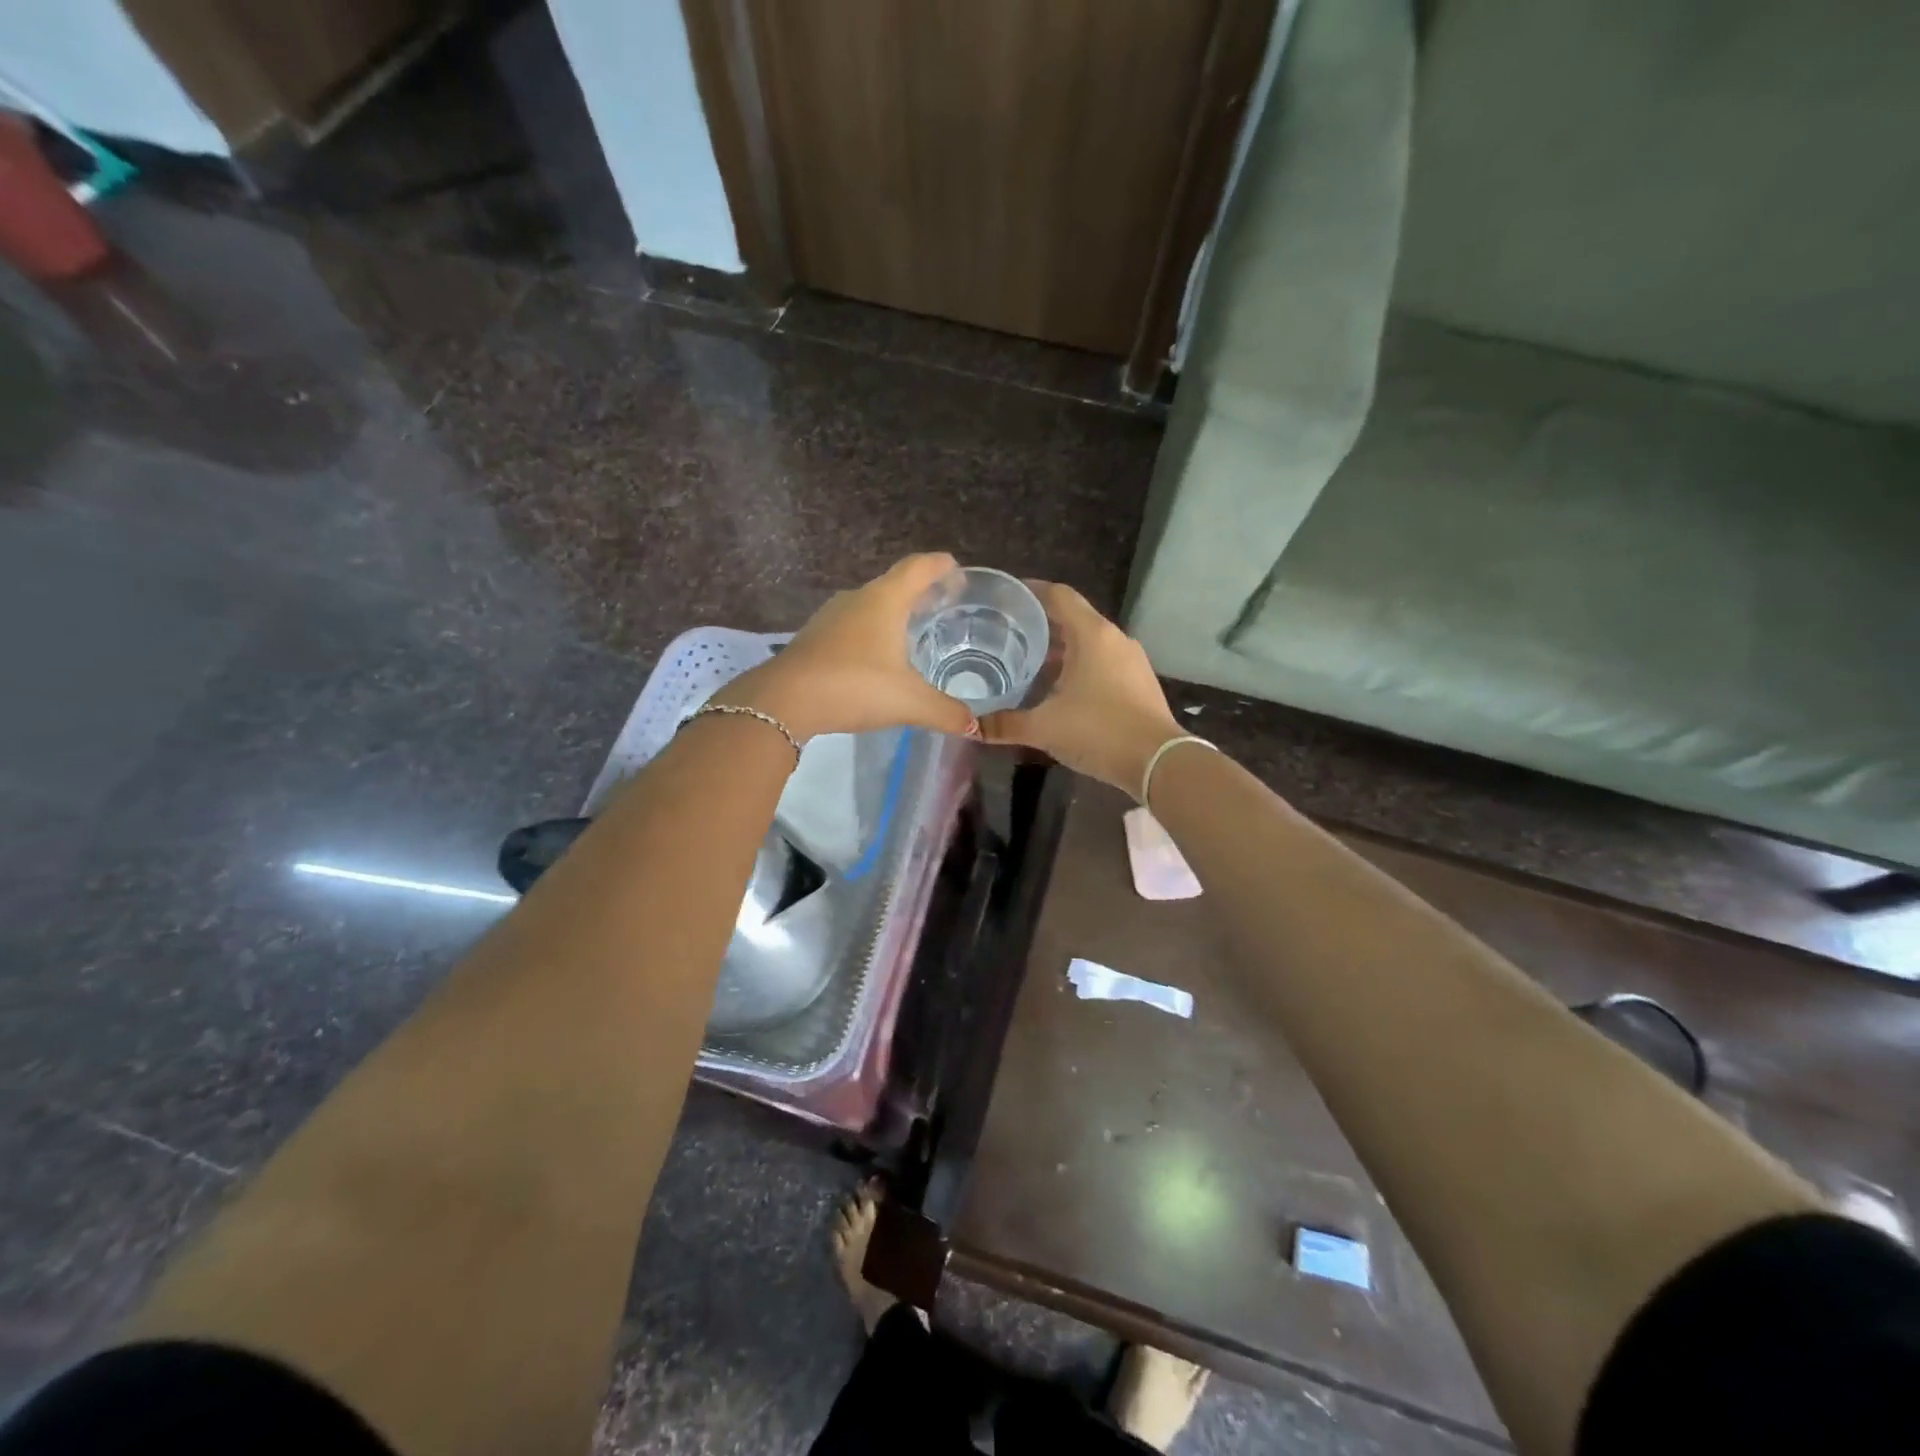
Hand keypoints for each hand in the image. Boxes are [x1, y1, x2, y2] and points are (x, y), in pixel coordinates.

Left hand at [715, 554, 979, 741]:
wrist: (784, 700)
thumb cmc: (854, 685)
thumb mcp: (909, 702)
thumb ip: (945, 711)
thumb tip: (973, 724)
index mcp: (885, 600)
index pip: (919, 568)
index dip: (941, 566)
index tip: (958, 572)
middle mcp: (858, 599)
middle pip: (895, 584)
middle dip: (921, 593)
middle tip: (943, 607)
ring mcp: (831, 617)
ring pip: (870, 606)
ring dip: (893, 614)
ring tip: (913, 633)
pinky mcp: (814, 637)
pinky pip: (852, 626)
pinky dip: (871, 633)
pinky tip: (877, 659)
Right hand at [978, 582, 1182, 796]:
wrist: (1158, 762)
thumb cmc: (1099, 731)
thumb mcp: (1044, 727)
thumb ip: (1004, 724)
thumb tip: (970, 726)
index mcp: (1091, 634)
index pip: (1058, 595)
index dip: (1029, 591)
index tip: (1003, 598)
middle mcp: (1113, 638)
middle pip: (1072, 618)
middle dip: (1039, 625)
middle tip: (1004, 635)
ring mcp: (1130, 660)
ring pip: (1088, 642)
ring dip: (1059, 649)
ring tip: (1026, 663)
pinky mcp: (1138, 682)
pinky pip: (1101, 662)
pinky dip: (1077, 666)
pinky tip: (1057, 689)